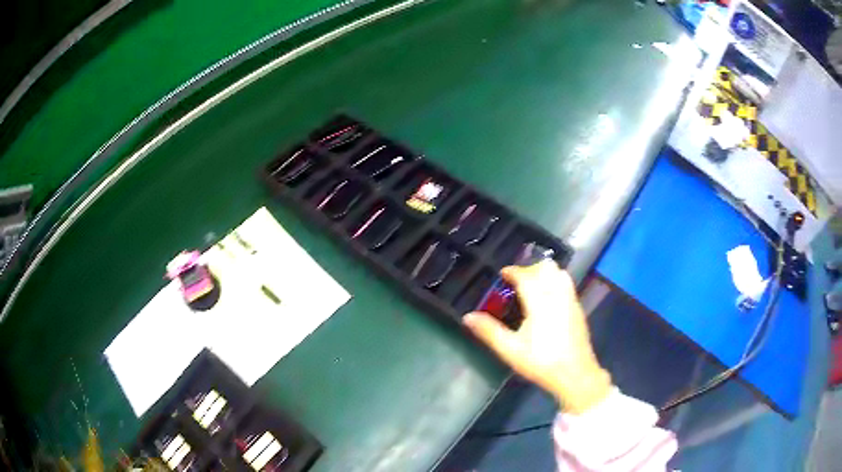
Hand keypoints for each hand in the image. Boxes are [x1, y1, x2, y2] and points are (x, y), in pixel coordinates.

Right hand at [463, 260, 611, 413]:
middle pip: (545, 268)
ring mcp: (571, 300)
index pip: (526, 276)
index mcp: (539, 302)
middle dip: (529, 269)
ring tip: (533, 287)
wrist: (575, 374)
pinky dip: (556, 281)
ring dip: (545, 273)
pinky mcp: (578, 308)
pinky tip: (548, 299)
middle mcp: (557, 295)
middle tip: (516, 282)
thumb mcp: (510, 350)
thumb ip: (489, 331)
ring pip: (559, 273)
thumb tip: (467, 317)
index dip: (513, 271)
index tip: (502, 274)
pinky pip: (567, 283)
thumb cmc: (541, 362)